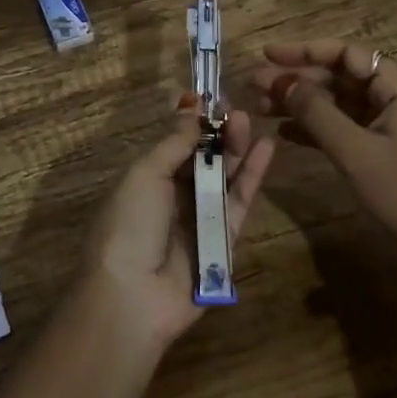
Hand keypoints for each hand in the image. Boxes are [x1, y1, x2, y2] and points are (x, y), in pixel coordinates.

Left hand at [77, 95, 274, 349]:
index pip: (175, 146)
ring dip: (236, 150)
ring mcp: (199, 220)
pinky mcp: (224, 242)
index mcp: (146, 181)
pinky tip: (266, 149)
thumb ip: (174, 144)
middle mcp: (172, 199)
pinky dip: (253, 177)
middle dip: (218, 135)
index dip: (194, 125)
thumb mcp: (145, 174)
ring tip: (250, 122)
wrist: (133, 296)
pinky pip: (240, 203)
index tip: (214, 100)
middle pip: (202, 161)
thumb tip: (192, 111)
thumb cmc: (130, 224)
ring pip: (223, 179)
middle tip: (237, 111)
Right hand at [244, 40, 396, 295]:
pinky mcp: (380, 149)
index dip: (305, 51)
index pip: (347, 54)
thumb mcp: (356, 151)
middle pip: (339, 77)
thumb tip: (281, 80)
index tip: (268, 55)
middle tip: (254, 86)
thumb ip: (316, 113)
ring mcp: (387, 124)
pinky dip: (313, 127)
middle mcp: (394, 98)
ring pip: (336, 102)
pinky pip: (341, 127)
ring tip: (259, 106)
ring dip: (300, 103)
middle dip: (297, 80)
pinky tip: (282, 131)